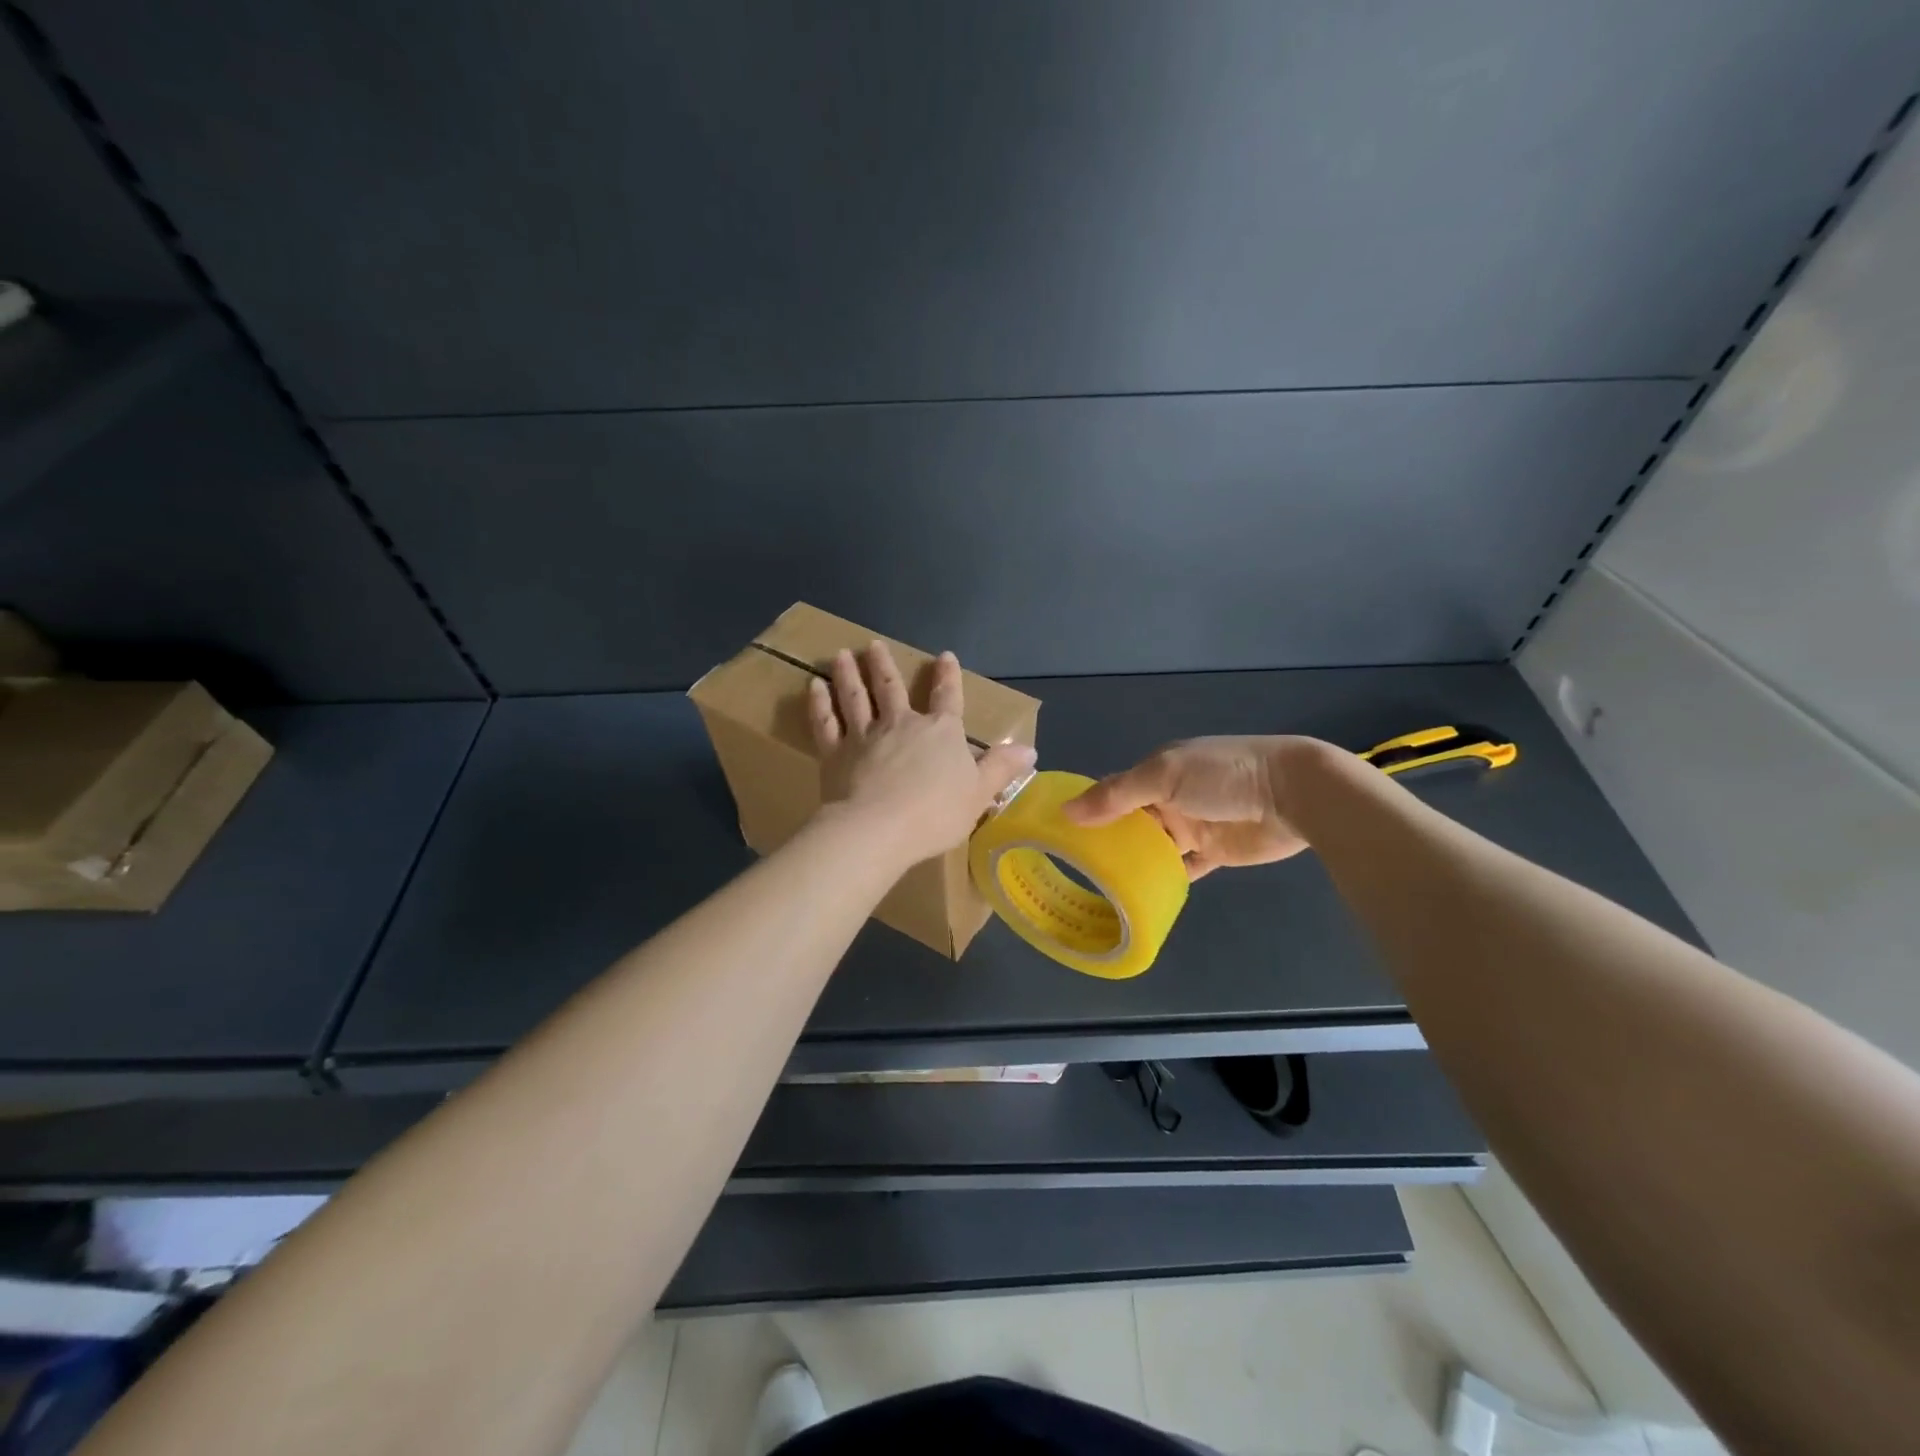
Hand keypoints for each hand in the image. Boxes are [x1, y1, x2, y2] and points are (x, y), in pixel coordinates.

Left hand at [808, 642, 1036, 866]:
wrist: (879, 829)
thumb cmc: (935, 814)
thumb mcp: (979, 793)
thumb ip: (1001, 769)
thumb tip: (1030, 750)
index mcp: (940, 732)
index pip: (947, 698)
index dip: (948, 677)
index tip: (944, 656)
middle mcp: (902, 724)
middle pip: (891, 688)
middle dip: (884, 665)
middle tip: (874, 645)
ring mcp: (865, 735)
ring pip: (856, 697)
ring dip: (849, 674)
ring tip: (842, 655)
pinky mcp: (835, 752)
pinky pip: (826, 722)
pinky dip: (820, 703)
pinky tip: (814, 687)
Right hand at [1063, 736, 1320, 878]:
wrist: (1292, 794)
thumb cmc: (1222, 775)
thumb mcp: (1162, 777)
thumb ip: (1117, 795)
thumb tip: (1066, 811)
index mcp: (1158, 771)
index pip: (1115, 790)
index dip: (1090, 808)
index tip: (1060, 833)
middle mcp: (1171, 797)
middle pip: (1131, 821)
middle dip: (1107, 839)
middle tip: (1074, 868)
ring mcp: (1193, 825)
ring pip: (1154, 846)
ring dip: (1133, 860)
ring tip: (1099, 886)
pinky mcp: (1214, 852)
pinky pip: (1183, 867)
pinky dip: (1164, 877)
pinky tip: (1140, 893)